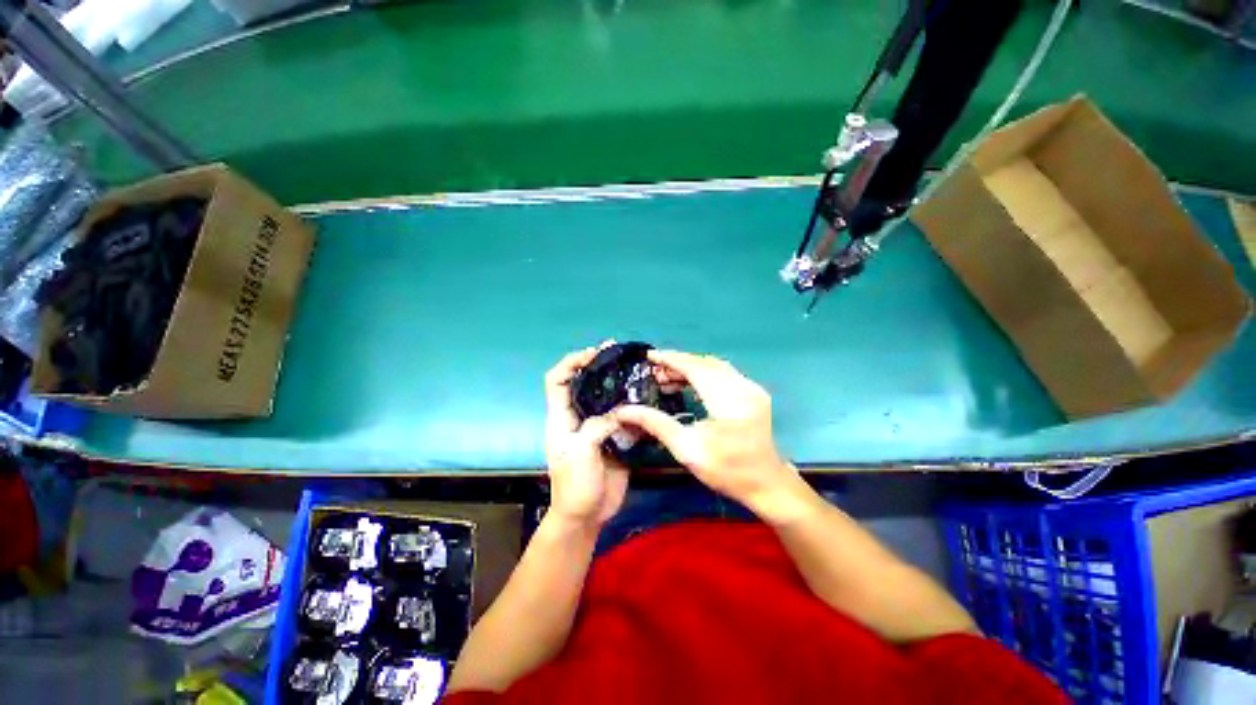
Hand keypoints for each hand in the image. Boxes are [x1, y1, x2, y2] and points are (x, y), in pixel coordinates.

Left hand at [544, 346, 630, 531]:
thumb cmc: (574, 485)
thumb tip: (618, 412)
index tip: (594, 355)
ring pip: (608, 401)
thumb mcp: (580, 452)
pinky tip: (650, 401)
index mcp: (561, 419)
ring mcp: (598, 432)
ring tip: (640, 373)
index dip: (571, 363)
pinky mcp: (616, 444)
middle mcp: (578, 420)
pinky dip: (636, 410)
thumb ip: (597, 426)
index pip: (557, 380)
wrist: (586, 516)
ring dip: (621, 387)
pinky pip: (626, 422)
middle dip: (599, 367)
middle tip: (622, 354)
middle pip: (585, 385)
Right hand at [612, 351, 807, 521]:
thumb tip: (624, 410)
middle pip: (707, 364)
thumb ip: (657, 424)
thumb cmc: (726, 470)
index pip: (696, 367)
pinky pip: (726, 376)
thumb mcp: (687, 449)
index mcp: (728, 398)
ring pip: (717, 368)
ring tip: (667, 380)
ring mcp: (752, 390)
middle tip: (653, 373)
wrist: (764, 483)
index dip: (671, 359)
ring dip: (692, 370)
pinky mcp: (755, 396)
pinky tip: (690, 387)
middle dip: (679, 364)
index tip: (648, 356)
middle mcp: (743, 386)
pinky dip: (706, 376)